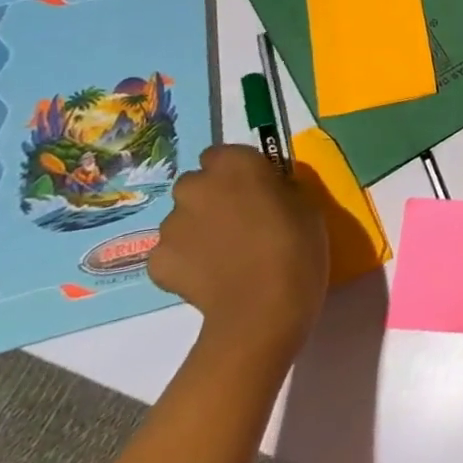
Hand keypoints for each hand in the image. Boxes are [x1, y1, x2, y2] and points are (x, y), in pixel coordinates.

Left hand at [148, 144, 328, 367]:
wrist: (263, 308)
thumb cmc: (297, 246)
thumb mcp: (306, 204)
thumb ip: (278, 188)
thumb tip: (266, 191)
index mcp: (235, 164)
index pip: (222, 154)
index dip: (237, 172)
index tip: (254, 190)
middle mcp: (195, 186)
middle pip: (197, 184)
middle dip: (212, 197)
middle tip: (238, 222)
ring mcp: (170, 225)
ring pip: (182, 219)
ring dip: (198, 229)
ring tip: (224, 256)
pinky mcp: (156, 261)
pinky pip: (171, 253)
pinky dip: (185, 261)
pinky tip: (209, 277)